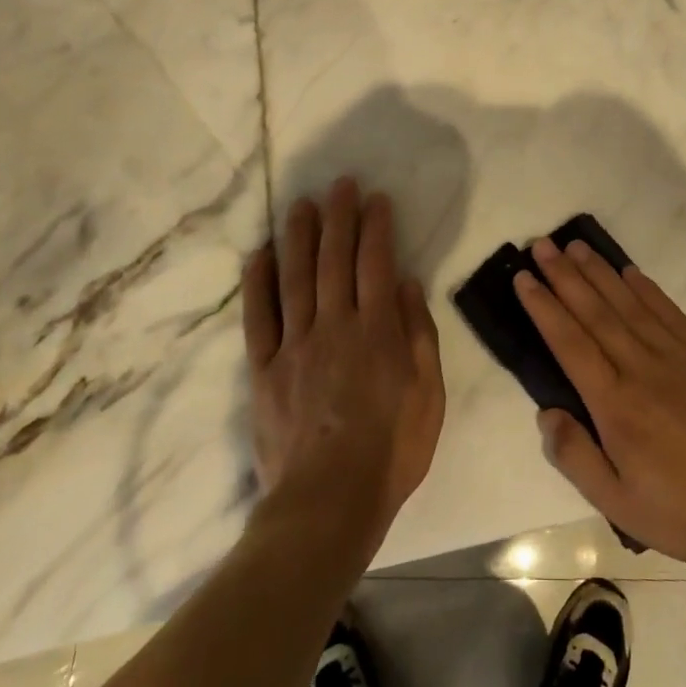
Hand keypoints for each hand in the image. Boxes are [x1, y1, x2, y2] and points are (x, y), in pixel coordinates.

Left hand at [242, 178, 444, 546]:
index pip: (376, 263)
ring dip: (298, 236)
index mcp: (377, 330)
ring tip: (301, 204)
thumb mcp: (428, 394)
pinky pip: (258, 317)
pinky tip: (259, 254)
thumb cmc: (391, 450)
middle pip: (334, 259)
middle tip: (339, 184)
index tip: (375, 198)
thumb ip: (418, 334)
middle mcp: (334, 325)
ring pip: (295, 277)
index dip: (376, 227)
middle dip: (339, 217)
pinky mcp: (264, 369)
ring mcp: (294, 345)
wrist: (328, 503)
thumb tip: (408, 283)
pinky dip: (258, 283)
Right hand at [514, 239, 685, 569]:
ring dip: (599, 272)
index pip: (569, 342)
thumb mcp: (617, 503)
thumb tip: (546, 412)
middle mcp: (640, 367)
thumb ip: (576, 457)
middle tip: (541, 246)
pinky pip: (668, 311)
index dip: (544, 306)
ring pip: (629, 303)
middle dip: (564, 276)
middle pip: (594, 311)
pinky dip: (646, 288)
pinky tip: (629, 272)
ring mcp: (676, 355)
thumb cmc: (680, 509)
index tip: (523, 277)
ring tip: (576, 246)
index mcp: (614, 403)